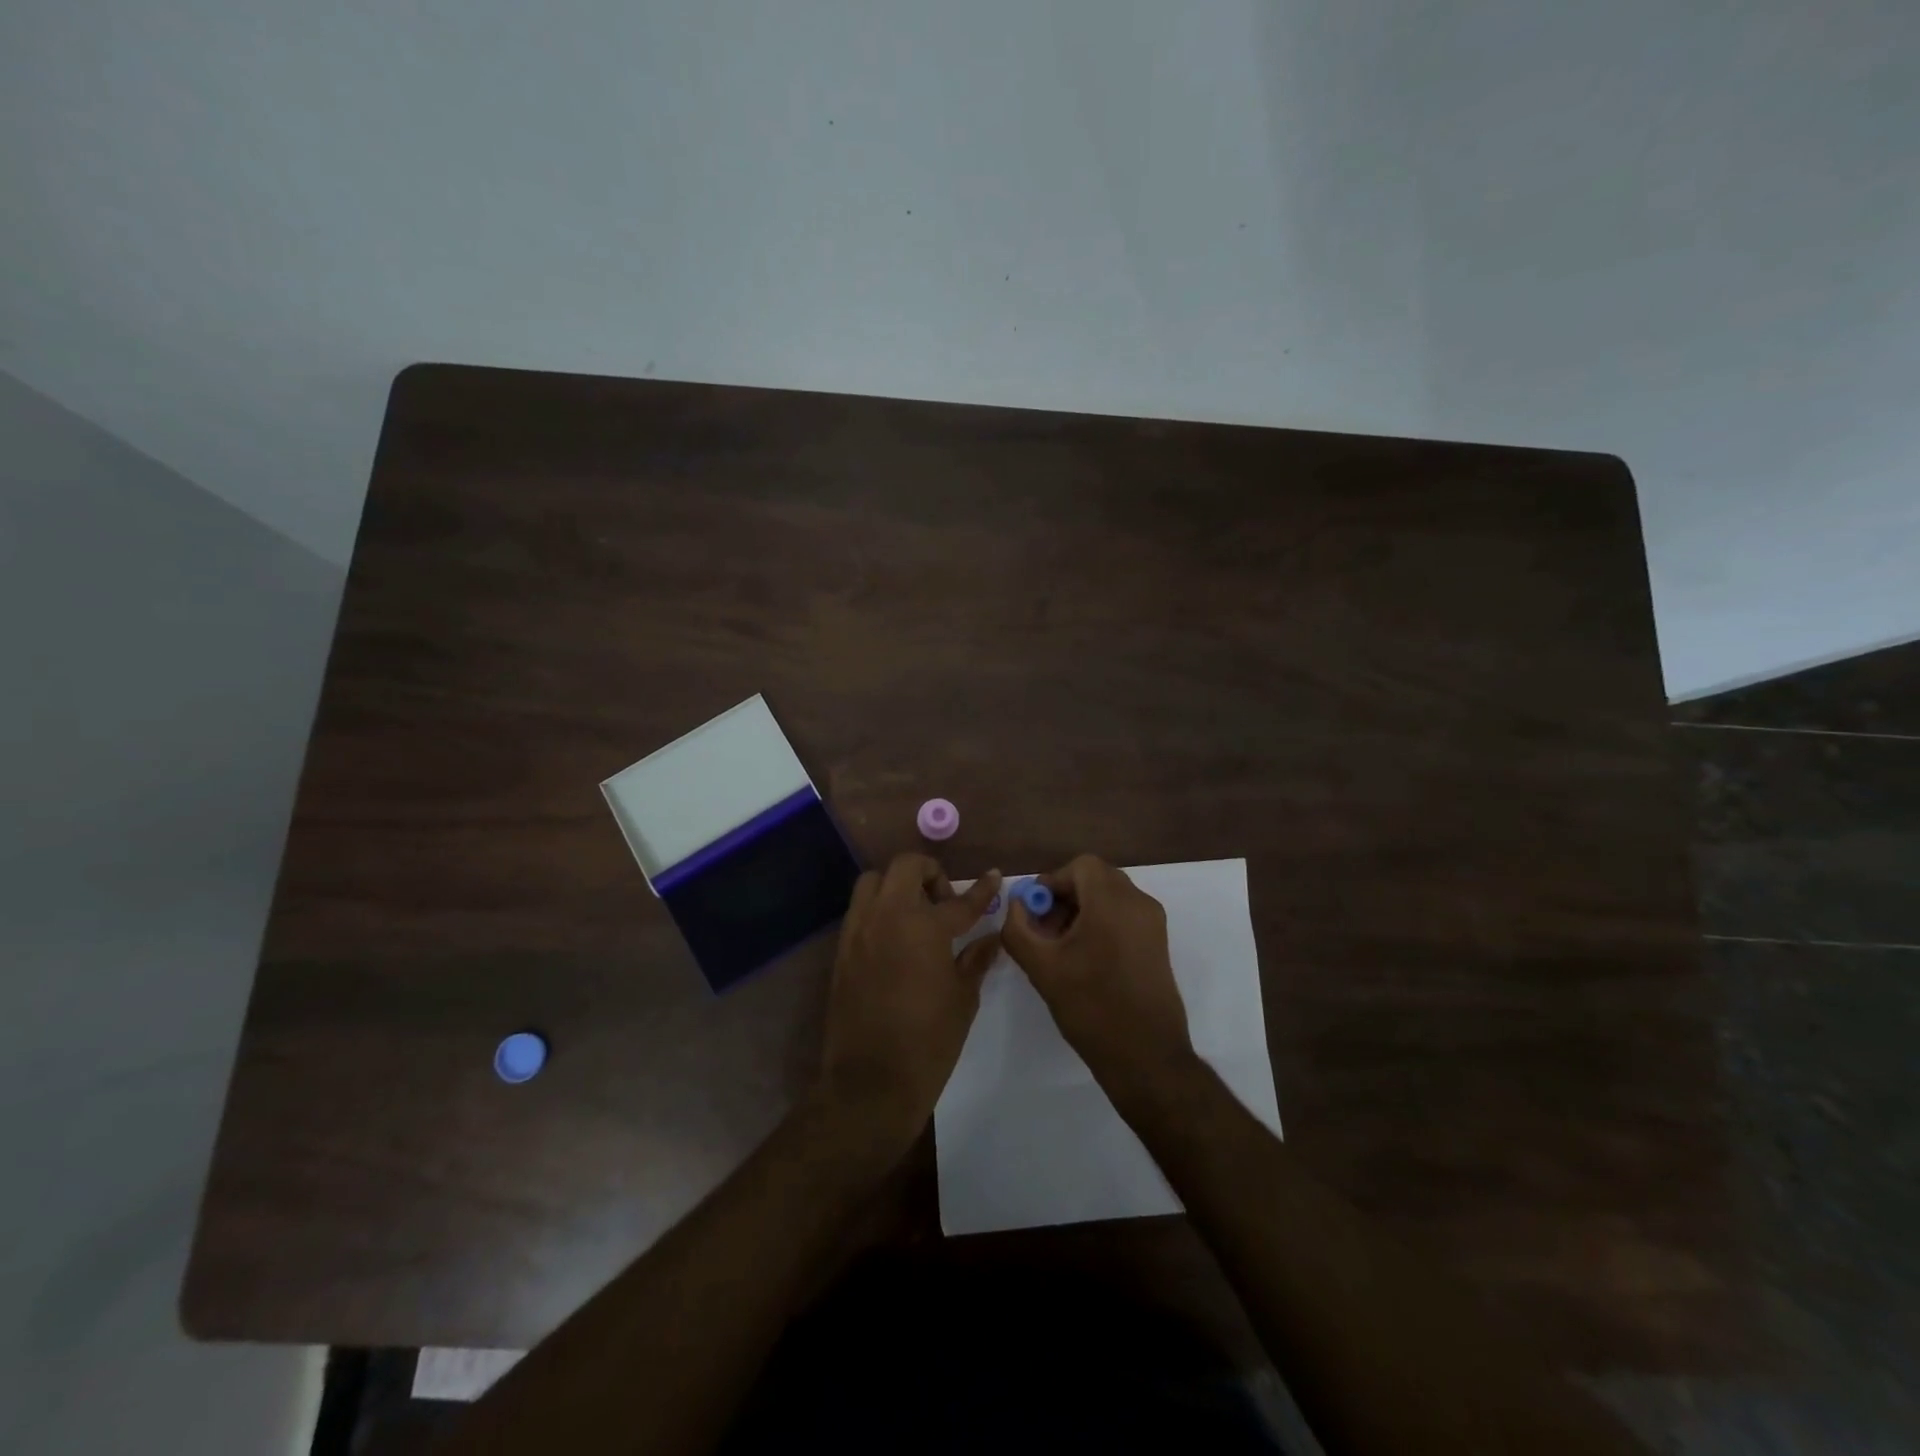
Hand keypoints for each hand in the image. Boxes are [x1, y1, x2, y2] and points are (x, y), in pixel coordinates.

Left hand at [817, 854, 1002, 1156]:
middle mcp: (888, 916)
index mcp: (924, 927)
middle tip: (944, 902)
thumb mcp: (963, 999)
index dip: (981, 890)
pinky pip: (860, 910)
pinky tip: (895, 938)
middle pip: (906, 866)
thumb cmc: (928, 1041)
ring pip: (874, 881)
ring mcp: (859, 930)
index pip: (959, 901)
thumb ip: (975, 960)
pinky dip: (879, 910)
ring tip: (915, 914)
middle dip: (930, 874)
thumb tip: (990, 939)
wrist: (870, 1081)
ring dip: (897, 885)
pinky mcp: (842, 949)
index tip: (992, 877)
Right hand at [1000, 855, 1197, 1102]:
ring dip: (1082, 909)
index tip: (1035, 911)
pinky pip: (1125, 914)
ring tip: (1062, 947)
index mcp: (1113, 902)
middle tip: (1045, 929)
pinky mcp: (1158, 943)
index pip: (1081, 866)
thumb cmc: (1091, 1007)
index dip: (1053, 881)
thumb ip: (1018, 928)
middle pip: (1096, 878)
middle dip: (1066, 896)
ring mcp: (1153, 923)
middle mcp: (1139, 903)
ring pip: (1111, 896)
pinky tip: (1086, 958)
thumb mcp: (1042, 968)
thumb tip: (1016, 905)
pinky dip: (1102, 922)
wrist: (1146, 1057)